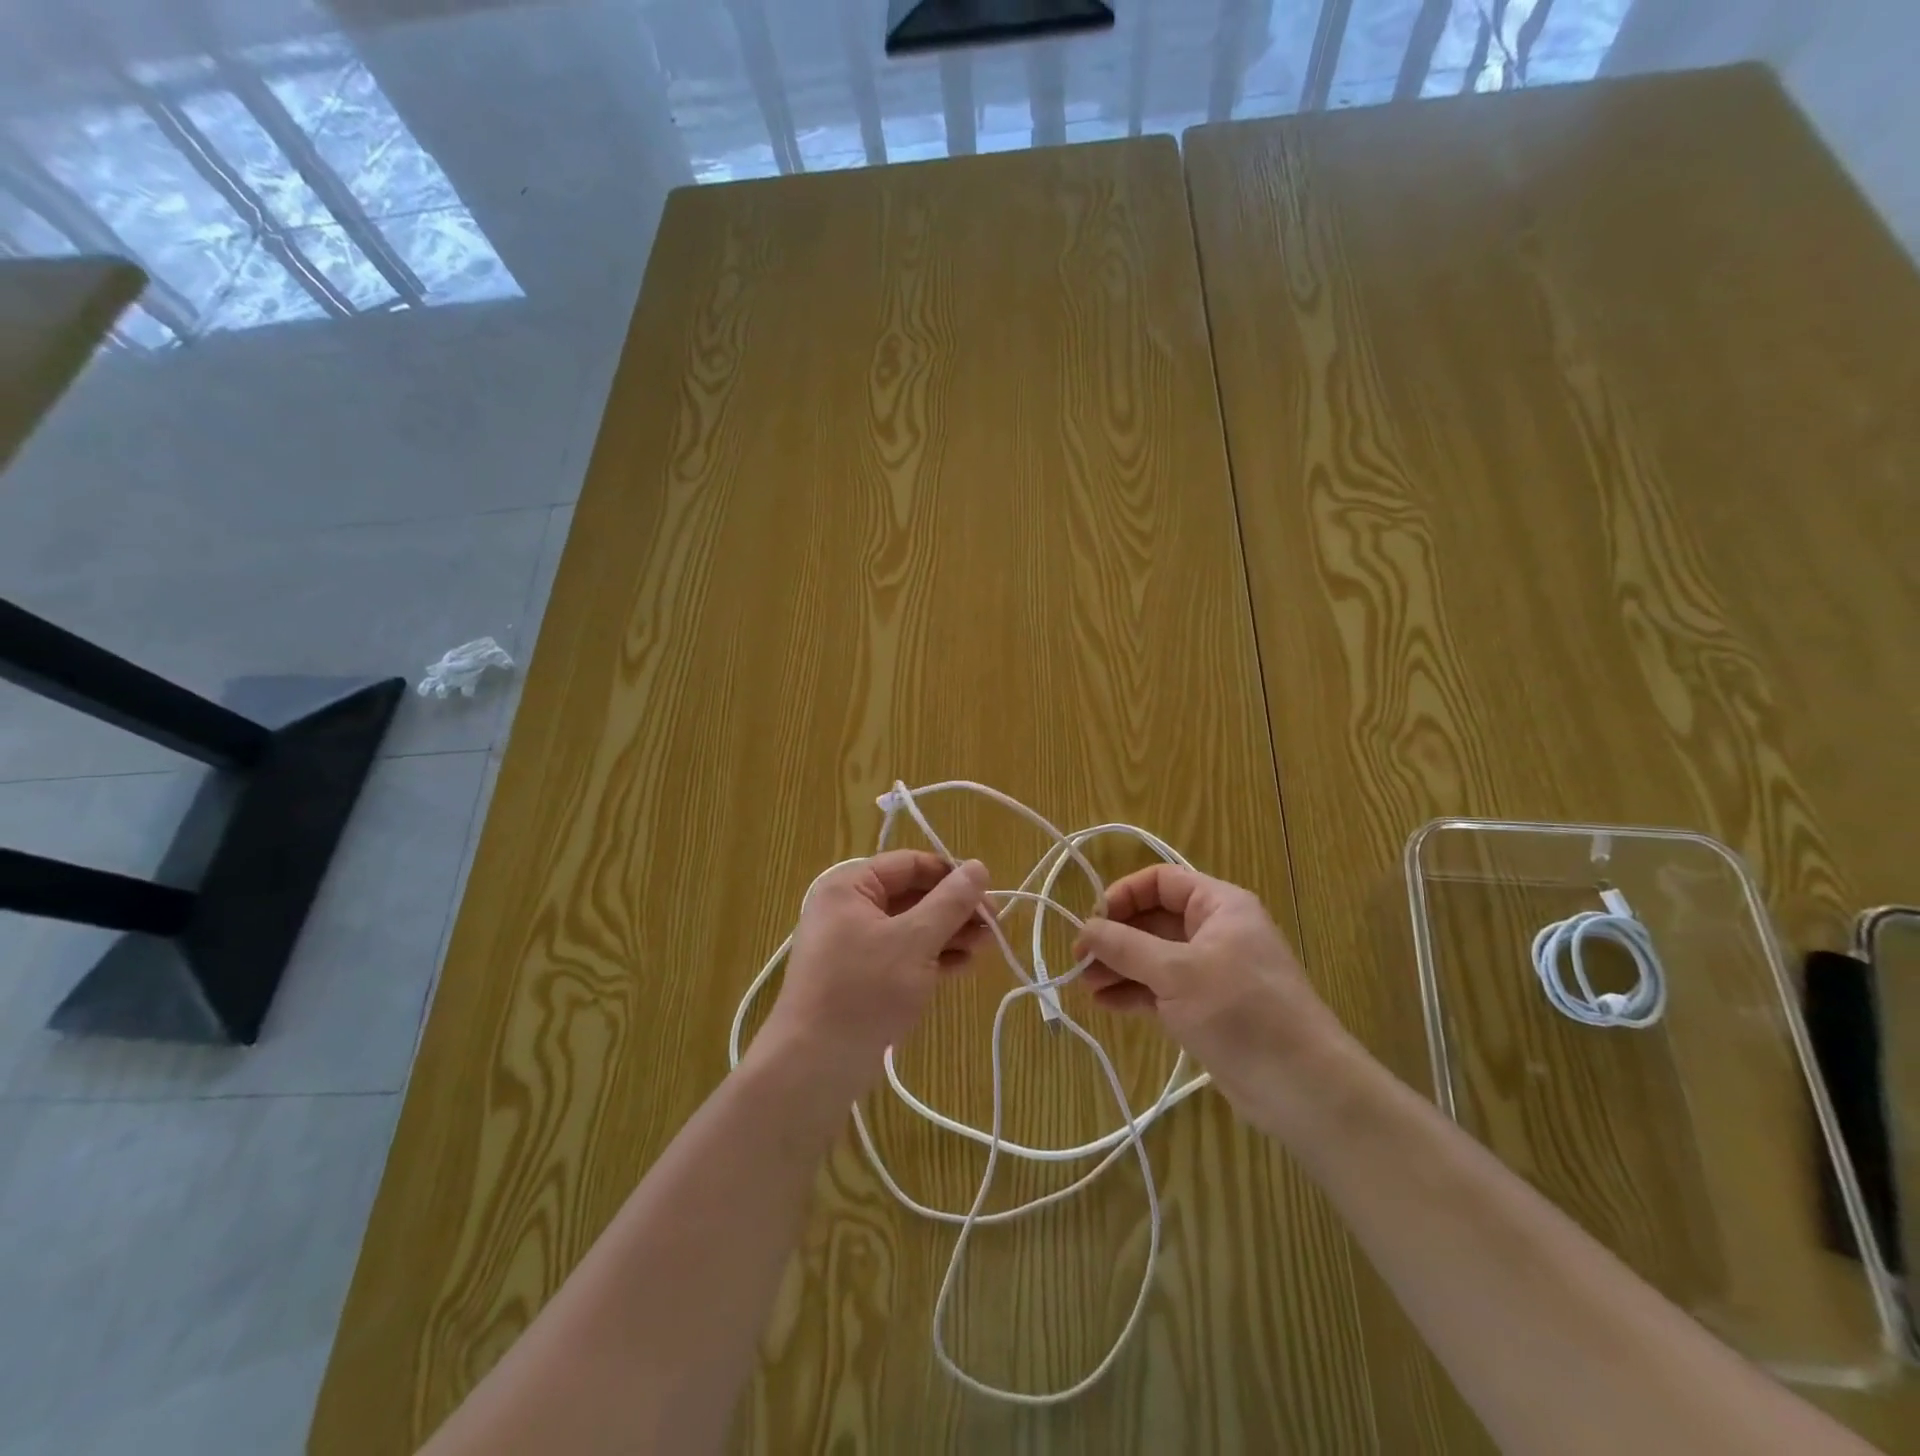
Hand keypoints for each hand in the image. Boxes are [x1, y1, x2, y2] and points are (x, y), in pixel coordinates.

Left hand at [758, 851, 992, 1101]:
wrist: (814, 1066)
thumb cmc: (864, 991)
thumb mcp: (915, 941)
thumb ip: (950, 902)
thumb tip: (979, 866)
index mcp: (850, 887)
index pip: (909, 864)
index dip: (950, 874)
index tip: (988, 893)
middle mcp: (848, 909)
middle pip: (911, 895)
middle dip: (954, 909)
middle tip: (993, 927)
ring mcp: (853, 945)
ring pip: (910, 927)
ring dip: (948, 934)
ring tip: (985, 948)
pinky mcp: (861, 977)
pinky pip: (902, 955)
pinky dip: (931, 957)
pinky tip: (962, 967)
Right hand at [1072, 864, 1349, 1116]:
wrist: (1304, 1087)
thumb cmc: (1241, 1011)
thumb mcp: (1177, 972)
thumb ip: (1126, 947)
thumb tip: (1085, 929)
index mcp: (1219, 905)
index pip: (1161, 881)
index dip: (1123, 895)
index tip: (1093, 921)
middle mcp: (1214, 931)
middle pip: (1153, 920)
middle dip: (1115, 938)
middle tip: (1079, 960)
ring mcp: (1210, 971)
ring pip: (1153, 957)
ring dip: (1119, 967)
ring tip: (1085, 986)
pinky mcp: (1206, 1008)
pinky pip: (1161, 989)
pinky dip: (1134, 993)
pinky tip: (1106, 1004)